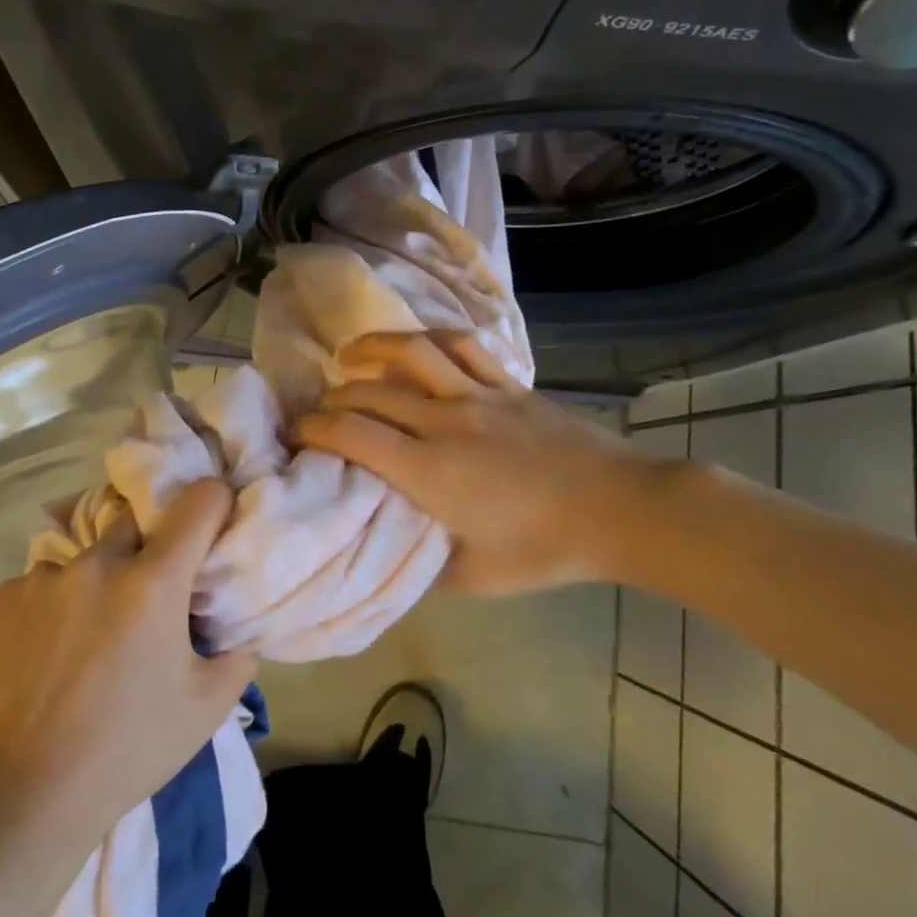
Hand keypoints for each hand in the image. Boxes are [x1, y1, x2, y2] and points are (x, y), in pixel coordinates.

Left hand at [0, 480, 257, 841]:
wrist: (25, 795)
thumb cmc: (129, 749)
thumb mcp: (206, 708)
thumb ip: (237, 654)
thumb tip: (242, 626)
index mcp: (153, 582)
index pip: (199, 502)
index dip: (215, 504)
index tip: (215, 522)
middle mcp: (98, 564)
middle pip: (136, 522)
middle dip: (150, 547)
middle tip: (149, 595)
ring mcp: (43, 578)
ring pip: (86, 557)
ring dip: (98, 580)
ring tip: (91, 634)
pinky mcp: (3, 598)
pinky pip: (42, 583)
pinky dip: (55, 604)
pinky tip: (50, 652)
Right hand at [293, 332, 671, 596]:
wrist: (620, 510)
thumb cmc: (545, 549)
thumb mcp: (474, 577)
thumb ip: (422, 565)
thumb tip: (387, 551)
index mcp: (430, 471)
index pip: (352, 434)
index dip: (314, 428)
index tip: (296, 434)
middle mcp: (444, 422)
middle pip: (369, 393)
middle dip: (332, 398)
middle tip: (318, 411)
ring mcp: (478, 395)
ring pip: (411, 353)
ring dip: (371, 348)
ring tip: (349, 356)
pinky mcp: (507, 383)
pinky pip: (462, 345)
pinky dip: (430, 339)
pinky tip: (415, 346)